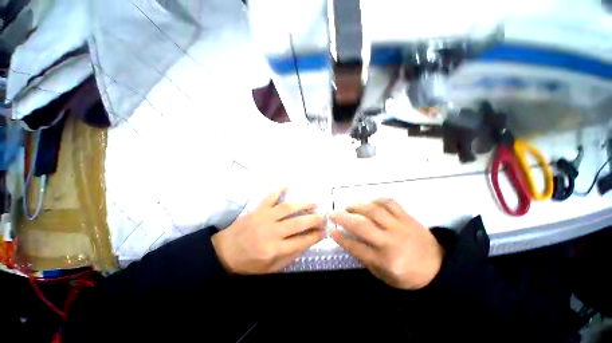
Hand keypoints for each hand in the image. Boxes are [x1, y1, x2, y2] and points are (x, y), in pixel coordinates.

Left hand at [211, 188, 325, 273]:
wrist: (224, 252)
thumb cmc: (248, 263)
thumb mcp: (270, 268)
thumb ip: (289, 256)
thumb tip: (306, 243)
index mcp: (274, 250)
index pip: (301, 242)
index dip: (315, 236)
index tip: (325, 231)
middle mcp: (271, 232)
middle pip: (298, 224)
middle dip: (314, 220)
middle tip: (324, 217)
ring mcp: (264, 217)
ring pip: (287, 208)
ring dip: (303, 205)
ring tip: (314, 204)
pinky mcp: (257, 209)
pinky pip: (269, 197)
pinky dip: (278, 190)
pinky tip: (287, 186)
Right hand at [330, 198, 444, 289]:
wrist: (439, 268)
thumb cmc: (408, 275)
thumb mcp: (384, 275)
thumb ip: (364, 257)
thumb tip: (347, 238)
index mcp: (385, 261)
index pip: (355, 247)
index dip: (340, 238)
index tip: (331, 230)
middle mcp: (391, 242)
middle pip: (361, 225)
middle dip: (342, 218)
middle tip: (333, 214)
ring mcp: (400, 226)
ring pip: (373, 210)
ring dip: (356, 206)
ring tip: (348, 207)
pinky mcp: (407, 217)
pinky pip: (389, 202)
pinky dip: (375, 200)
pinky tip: (368, 203)